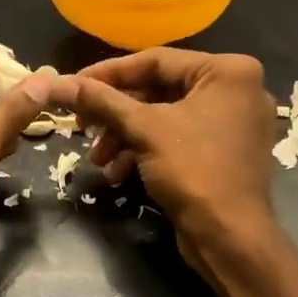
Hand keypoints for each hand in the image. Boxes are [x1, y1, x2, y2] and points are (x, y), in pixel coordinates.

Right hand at [66, 49, 282, 275]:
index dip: (109, 73)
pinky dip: (147, 152)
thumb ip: (103, 102)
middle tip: (82, 127)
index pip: (156, 60)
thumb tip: (60, 83)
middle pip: (160, 91)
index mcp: (228, 71)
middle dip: (116, 114)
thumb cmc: (193, 171)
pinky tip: (118, 174)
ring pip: (165, 119)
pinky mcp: (224, 155)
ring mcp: (233, 125)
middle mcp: (237, 90)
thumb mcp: (144, 130)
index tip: (74, 85)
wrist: (228, 236)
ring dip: (126, 138)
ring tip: (98, 161)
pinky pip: (178, 141)